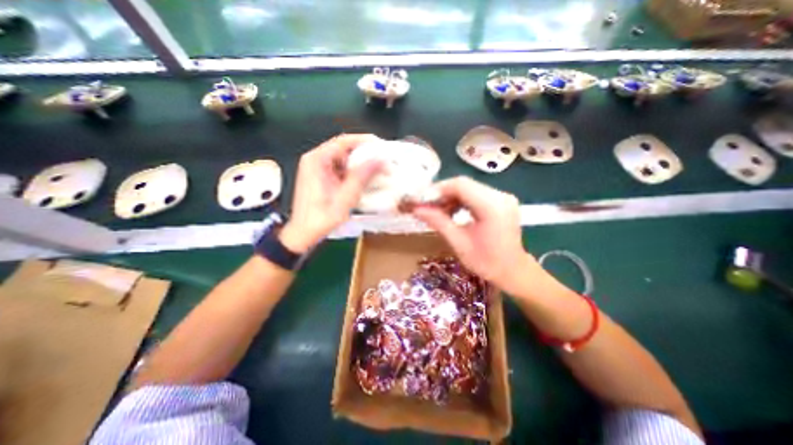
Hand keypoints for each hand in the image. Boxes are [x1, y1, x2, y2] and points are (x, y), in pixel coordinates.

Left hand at [280, 134, 382, 253]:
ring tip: (377, 170)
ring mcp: (317, 169)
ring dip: (360, 164)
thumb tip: (380, 159)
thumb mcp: (345, 198)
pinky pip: (340, 169)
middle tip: (382, 160)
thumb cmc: (321, 218)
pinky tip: (364, 180)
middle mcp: (315, 160)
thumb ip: (362, 177)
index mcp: (317, 160)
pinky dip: (353, 172)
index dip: (365, 141)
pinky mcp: (320, 177)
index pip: (344, 141)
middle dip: (365, 154)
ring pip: (343, 159)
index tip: (382, 146)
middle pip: (344, 149)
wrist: (304, 234)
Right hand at [412, 175, 549, 295]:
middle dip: (441, 193)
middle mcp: (500, 196)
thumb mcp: (459, 243)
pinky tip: (451, 211)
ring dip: (449, 196)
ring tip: (437, 210)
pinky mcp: (500, 201)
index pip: (460, 185)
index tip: (421, 200)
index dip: (438, 189)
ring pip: (468, 188)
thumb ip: (438, 222)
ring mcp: (502, 197)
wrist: (513, 271)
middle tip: (425, 205)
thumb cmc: (486, 263)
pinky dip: (459, 200)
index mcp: (492, 207)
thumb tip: (416, 209)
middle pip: (464, 184)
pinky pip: (475, 193)